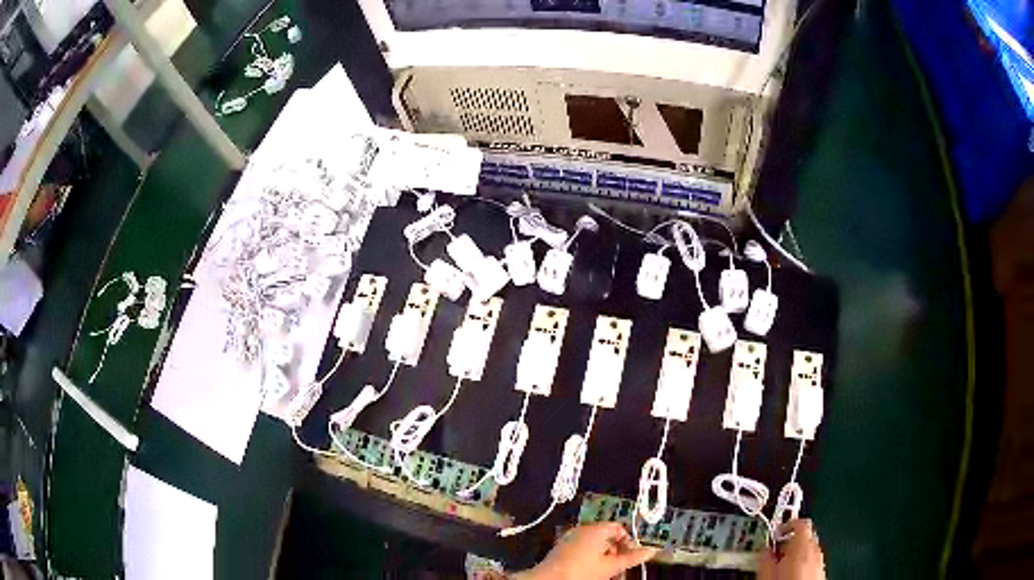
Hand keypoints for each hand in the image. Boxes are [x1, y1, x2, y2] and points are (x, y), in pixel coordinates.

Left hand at [513, 522, 657, 579]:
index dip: (627, 541)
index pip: (618, 527)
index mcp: (595, 529)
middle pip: (606, 536)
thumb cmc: (583, 571)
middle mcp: (582, 529)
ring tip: (607, 572)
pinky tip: (591, 572)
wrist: (550, 579)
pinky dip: (590, 558)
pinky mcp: (561, 549)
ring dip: (604, 557)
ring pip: (594, 545)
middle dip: (616, 552)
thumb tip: (652, 551)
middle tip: (619, 567)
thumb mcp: (610, 566)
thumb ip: (631, 558)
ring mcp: (569, 538)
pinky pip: (581, 549)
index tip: (630, 556)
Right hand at [758, 519, 825, 579]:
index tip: (775, 533)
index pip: (800, 523)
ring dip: (796, 553)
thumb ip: (765, 558)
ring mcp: (820, 561)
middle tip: (775, 551)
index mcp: (802, 545)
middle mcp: (815, 550)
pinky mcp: (822, 572)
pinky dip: (803, 563)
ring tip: (781, 566)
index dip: (787, 525)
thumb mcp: (766, 574)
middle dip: (790, 541)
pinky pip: (812, 560)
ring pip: (809, 549)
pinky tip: (791, 575)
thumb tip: (764, 549)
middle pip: (806, 535)